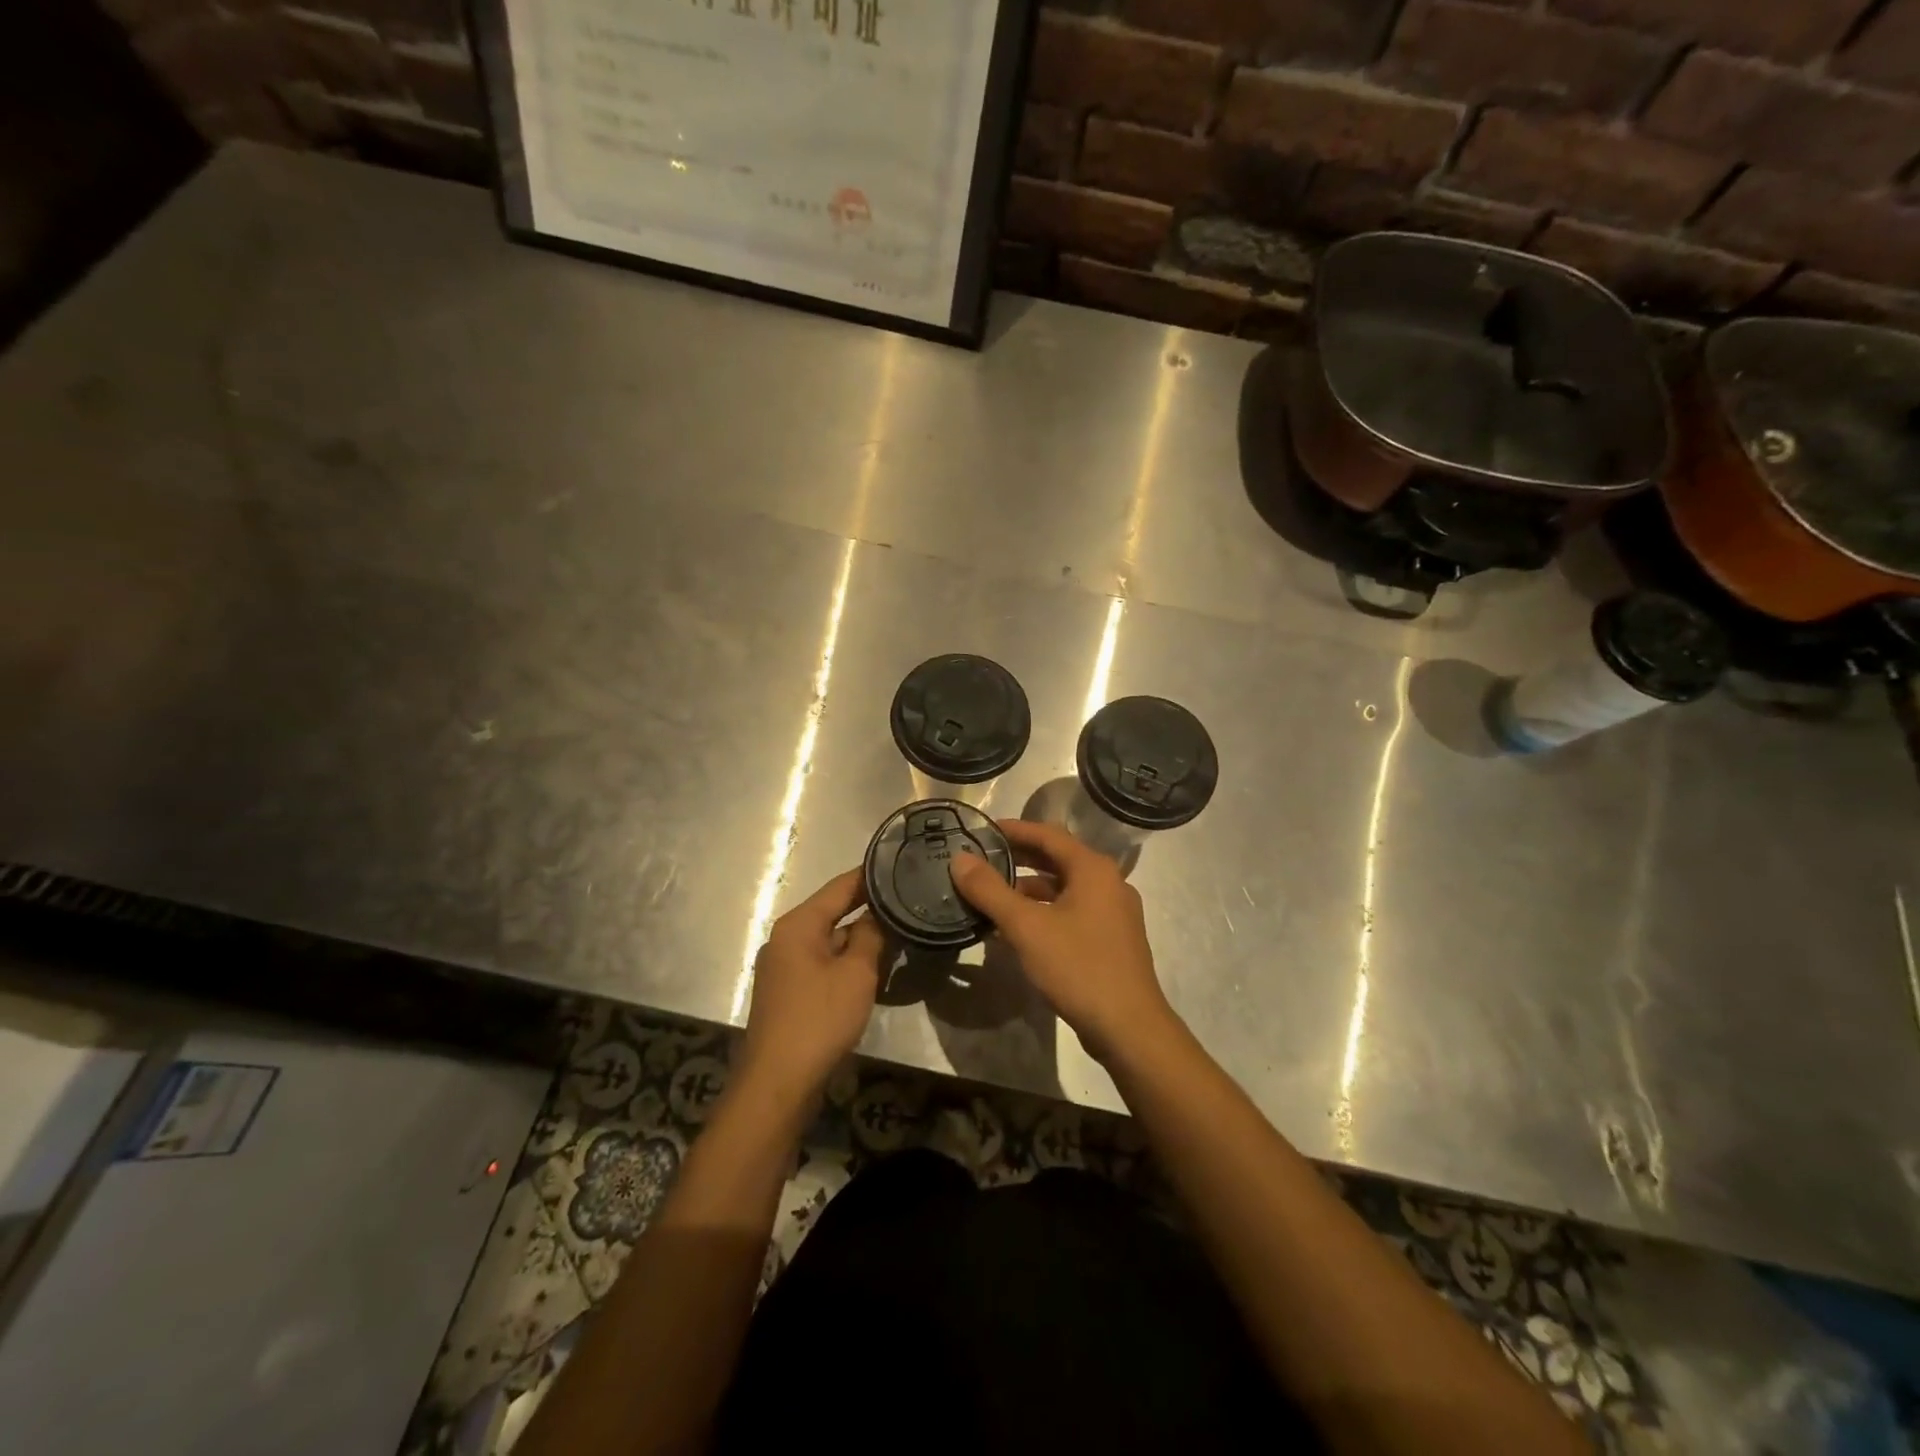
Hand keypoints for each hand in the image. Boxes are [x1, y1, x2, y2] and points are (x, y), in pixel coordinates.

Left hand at [740, 868, 884, 1101]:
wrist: (778, 1082)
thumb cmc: (819, 1019)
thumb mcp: (856, 973)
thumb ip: (870, 936)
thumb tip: (879, 914)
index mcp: (798, 925)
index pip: (840, 887)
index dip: (870, 876)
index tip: (901, 865)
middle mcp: (785, 938)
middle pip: (832, 912)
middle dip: (868, 909)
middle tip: (908, 901)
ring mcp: (783, 967)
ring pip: (829, 941)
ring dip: (859, 939)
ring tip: (899, 933)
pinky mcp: (787, 993)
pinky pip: (822, 964)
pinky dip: (846, 961)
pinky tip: (873, 968)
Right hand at [950, 820, 1178, 1060]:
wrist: (1129, 1027)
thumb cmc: (1078, 967)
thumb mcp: (1026, 926)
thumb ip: (990, 890)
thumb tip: (959, 858)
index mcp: (1093, 869)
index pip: (1048, 834)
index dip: (1014, 829)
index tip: (981, 831)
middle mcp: (1109, 882)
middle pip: (1058, 859)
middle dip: (1019, 858)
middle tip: (982, 860)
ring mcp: (1114, 912)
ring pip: (1065, 888)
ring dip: (1030, 888)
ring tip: (992, 896)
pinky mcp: (1112, 939)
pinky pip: (1073, 911)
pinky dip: (1045, 911)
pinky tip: (1019, 929)